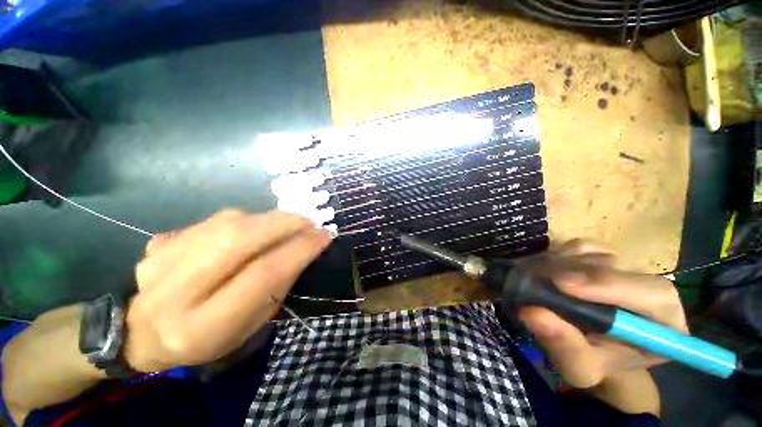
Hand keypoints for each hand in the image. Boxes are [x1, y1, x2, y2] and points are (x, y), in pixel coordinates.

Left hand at [124, 210, 331, 371]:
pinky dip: (244, 220)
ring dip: (267, 219)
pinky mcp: (158, 243)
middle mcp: (173, 294)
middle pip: (238, 240)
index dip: (299, 249)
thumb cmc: (211, 338)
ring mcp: (158, 263)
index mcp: (202, 326)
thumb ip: (278, 284)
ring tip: (288, 223)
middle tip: (309, 221)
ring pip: (225, 224)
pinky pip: (212, 221)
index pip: (262, 275)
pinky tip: (255, 228)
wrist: (144, 334)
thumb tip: (306, 246)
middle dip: (283, 224)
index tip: (324, 236)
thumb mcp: (252, 323)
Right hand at [518, 240, 686, 388]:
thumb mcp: (579, 366)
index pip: (651, 294)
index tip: (562, 285)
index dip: (607, 285)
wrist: (591, 346)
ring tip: (535, 283)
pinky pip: (575, 246)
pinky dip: (554, 256)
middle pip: (612, 266)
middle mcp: (648, 286)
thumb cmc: (593, 361)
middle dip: (569, 273)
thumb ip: (564, 345)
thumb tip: (530, 313)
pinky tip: (544, 274)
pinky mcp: (601, 254)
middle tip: (533, 282)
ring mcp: (624, 266)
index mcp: (664, 322)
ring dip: (556, 265)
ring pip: (589, 252)